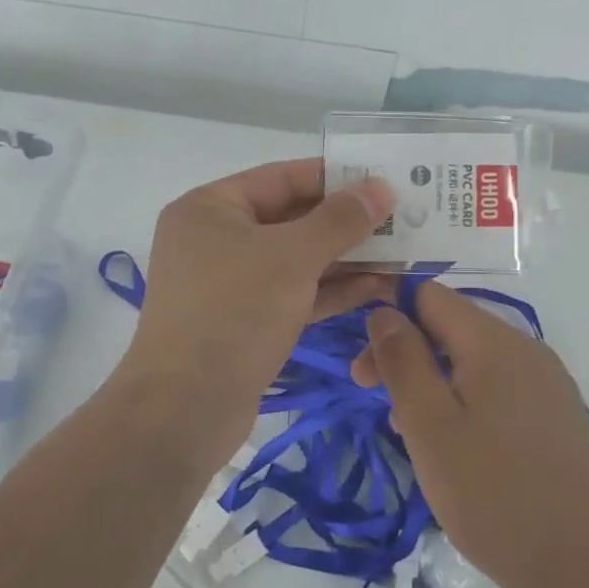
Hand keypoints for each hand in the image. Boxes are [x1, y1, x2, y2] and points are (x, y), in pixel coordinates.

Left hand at [120, 158, 391, 442]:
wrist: (185, 409)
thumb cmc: (234, 313)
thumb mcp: (292, 257)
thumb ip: (339, 220)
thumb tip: (379, 187)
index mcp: (210, 208)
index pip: (281, 177)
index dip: (334, 177)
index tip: (383, 182)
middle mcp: (216, 239)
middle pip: (291, 219)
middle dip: (347, 223)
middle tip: (402, 221)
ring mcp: (230, 283)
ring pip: (296, 260)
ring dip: (346, 259)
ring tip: (401, 254)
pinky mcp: (246, 322)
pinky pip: (293, 293)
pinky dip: (331, 290)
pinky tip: (376, 287)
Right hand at [352, 282, 588, 587]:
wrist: (585, 570)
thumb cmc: (493, 493)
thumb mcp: (429, 424)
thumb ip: (402, 359)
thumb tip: (384, 311)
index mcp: (495, 341)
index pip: (430, 295)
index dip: (389, 318)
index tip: (365, 369)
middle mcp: (527, 349)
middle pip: (452, 327)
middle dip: (408, 355)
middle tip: (375, 402)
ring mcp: (549, 384)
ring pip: (475, 361)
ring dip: (435, 382)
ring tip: (411, 433)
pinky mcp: (559, 417)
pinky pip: (501, 389)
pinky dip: (466, 403)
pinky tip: (457, 448)